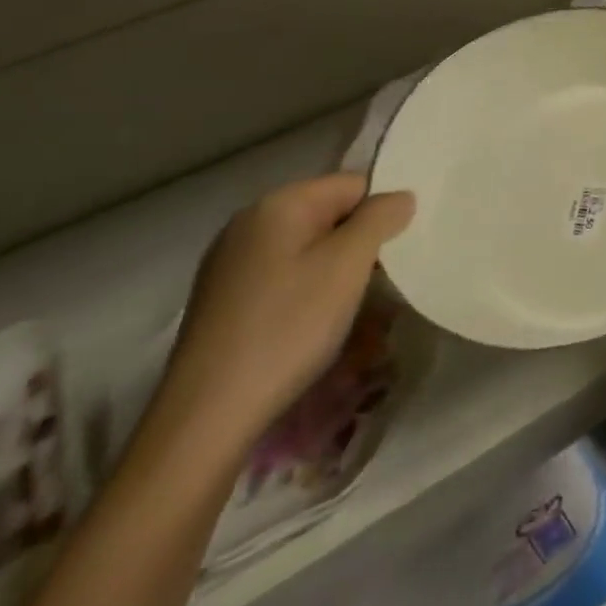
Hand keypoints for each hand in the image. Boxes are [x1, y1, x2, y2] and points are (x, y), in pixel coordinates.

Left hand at [152, 174, 414, 455]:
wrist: (204, 420)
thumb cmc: (287, 327)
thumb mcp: (348, 264)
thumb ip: (381, 217)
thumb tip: (400, 197)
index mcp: (277, 204)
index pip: (353, 184)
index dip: (380, 213)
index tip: (392, 252)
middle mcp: (248, 223)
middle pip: (329, 215)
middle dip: (358, 244)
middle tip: (376, 283)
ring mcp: (229, 264)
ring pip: (307, 249)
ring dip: (335, 271)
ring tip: (347, 310)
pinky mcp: (222, 301)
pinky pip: (283, 277)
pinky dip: (306, 292)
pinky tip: (309, 327)